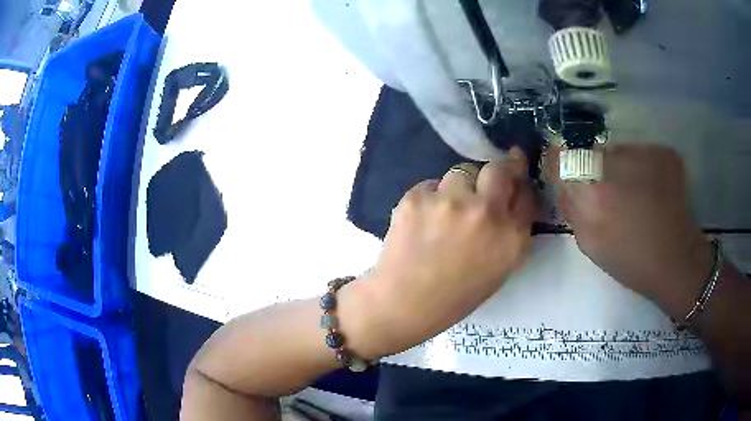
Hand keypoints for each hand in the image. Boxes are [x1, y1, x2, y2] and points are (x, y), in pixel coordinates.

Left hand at [342, 148, 537, 358]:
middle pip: (499, 169)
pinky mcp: (417, 197)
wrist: (404, 303)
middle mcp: (485, 212)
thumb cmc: (456, 296)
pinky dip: (433, 197)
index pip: (526, 195)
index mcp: (511, 237)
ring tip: (448, 210)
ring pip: (462, 172)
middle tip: (490, 180)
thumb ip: (512, 233)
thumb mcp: (500, 269)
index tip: (515, 179)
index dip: (521, 185)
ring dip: (461, 186)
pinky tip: (424, 220)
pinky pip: (433, 184)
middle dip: (499, 169)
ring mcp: (450, 201)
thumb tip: (511, 199)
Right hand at [550, 144, 712, 315]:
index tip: (569, 176)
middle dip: (593, 168)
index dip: (562, 165)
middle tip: (609, 193)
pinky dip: (643, 167)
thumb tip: (566, 185)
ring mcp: (642, 152)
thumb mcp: (589, 243)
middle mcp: (614, 162)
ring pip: (618, 150)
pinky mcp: (662, 151)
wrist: (675, 260)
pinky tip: (652, 191)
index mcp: (591, 190)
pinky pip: (641, 153)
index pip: (561, 157)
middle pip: (590, 151)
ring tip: (635, 193)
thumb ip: (572, 209)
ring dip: (620, 167)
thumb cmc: (630, 260)